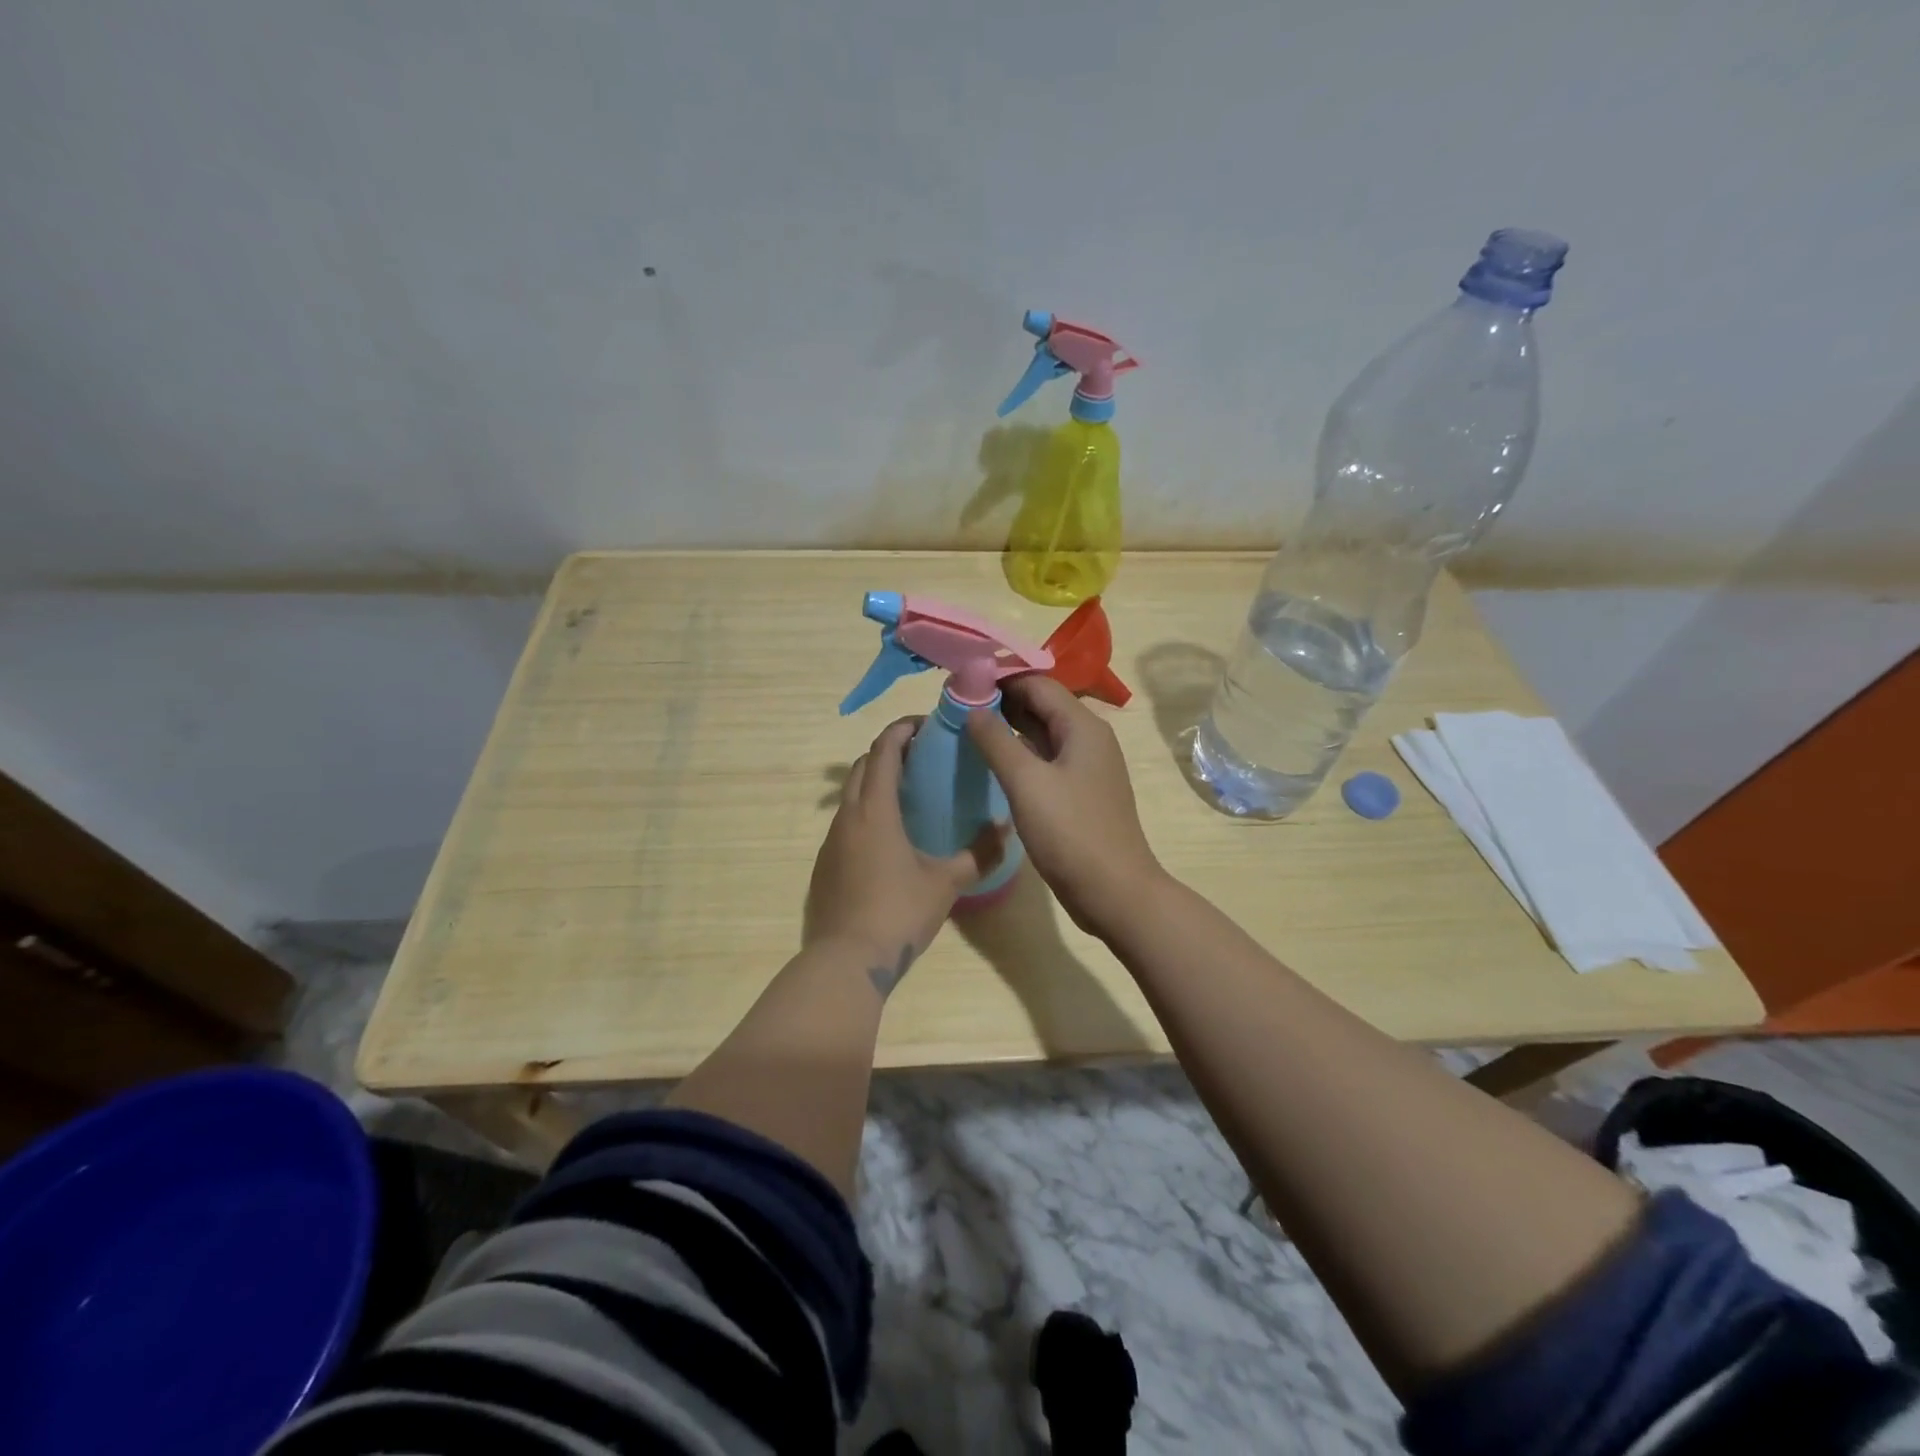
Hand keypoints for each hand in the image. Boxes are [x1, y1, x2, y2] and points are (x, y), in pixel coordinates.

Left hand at [806, 718, 1006, 989]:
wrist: (847, 959)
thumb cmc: (898, 912)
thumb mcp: (945, 883)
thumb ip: (979, 854)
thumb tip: (1006, 828)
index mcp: (875, 810)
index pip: (884, 750)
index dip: (902, 730)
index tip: (926, 725)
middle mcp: (848, 815)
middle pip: (863, 765)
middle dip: (889, 751)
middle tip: (922, 756)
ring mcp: (831, 840)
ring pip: (851, 793)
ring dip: (875, 780)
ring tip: (908, 792)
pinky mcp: (825, 862)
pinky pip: (846, 820)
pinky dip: (866, 809)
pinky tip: (889, 835)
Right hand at [966, 676, 1165, 937]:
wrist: (1114, 892)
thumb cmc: (1071, 833)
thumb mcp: (1027, 782)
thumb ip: (996, 740)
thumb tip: (973, 708)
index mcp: (1082, 726)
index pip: (1037, 684)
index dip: (999, 678)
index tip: (960, 681)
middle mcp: (1088, 738)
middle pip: (1041, 705)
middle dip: (1001, 701)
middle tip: (956, 704)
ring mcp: (1086, 767)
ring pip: (1042, 733)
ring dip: (1008, 727)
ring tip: (966, 727)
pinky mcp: (1079, 792)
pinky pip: (1045, 759)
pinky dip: (1019, 753)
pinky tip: (992, 761)